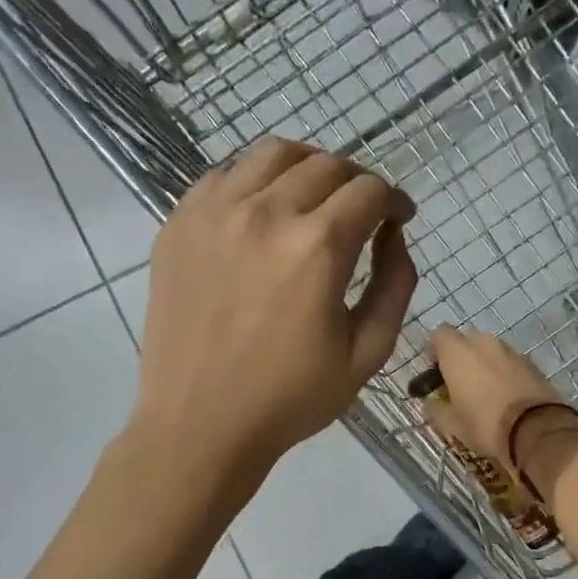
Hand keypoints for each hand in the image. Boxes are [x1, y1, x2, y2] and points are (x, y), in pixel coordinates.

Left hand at [134, 137, 417, 479]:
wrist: (200, 424)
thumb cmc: (290, 399)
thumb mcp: (367, 353)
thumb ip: (395, 285)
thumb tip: (394, 235)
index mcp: (317, 248)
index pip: (369, 191)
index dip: (394, 200)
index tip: (398, 218)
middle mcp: (265, 213)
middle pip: (325, 165)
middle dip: (357, 182)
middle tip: (362, 211)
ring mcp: (214, 212)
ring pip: (272, 154)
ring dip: (307, 167)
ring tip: (315, 197)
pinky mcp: (179, 223)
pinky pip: (224, 175)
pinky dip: (255, 180)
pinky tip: (263, 212)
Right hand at [427, 326, 577, 469]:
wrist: (537, 429)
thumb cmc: (485, 424)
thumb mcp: (452, 425)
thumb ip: (436, 409)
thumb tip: (431, 404)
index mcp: (458, 352)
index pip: (439, 334)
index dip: (434, 351)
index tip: (435, 372)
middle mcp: (484, 343)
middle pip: (466, 341)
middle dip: (460, 358)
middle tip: (458, 384)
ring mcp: (511, 350)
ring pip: (490, 351)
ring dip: (483, 365)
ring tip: (484, 392)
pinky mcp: (532, 363)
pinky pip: (509, 362)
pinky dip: (504, 373)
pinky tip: (505, 396)